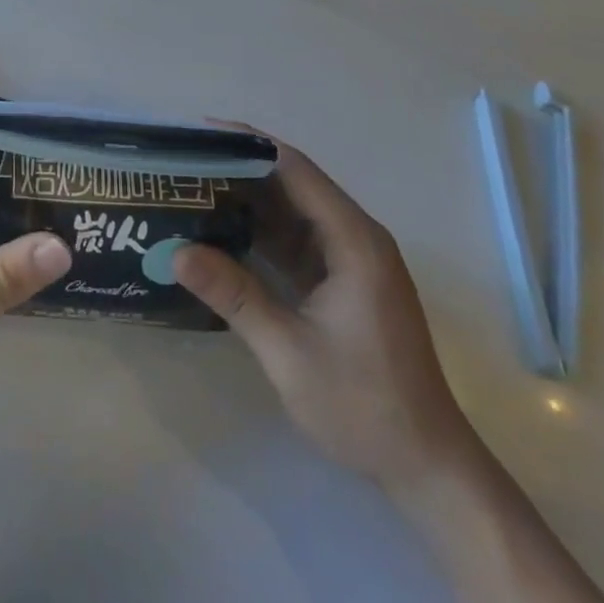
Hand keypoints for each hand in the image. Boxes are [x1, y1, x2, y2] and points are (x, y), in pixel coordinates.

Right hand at [173, 138, 475, 493]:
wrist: (428, 469)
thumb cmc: (364, 406)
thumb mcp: (289, 352)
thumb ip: (234, 296)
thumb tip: (175, 252)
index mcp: (353, 240)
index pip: (295, 168)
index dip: (247, 143)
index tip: (198, 134)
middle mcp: (355, 237)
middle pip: (292, 183)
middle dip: (239, 168)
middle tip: (184, 161)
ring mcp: (351, 260)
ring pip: (292, 211)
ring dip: (247, 199)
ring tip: (192, 188)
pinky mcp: (344, 281)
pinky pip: (296, 240)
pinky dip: (260, 232)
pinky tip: (221, 231)